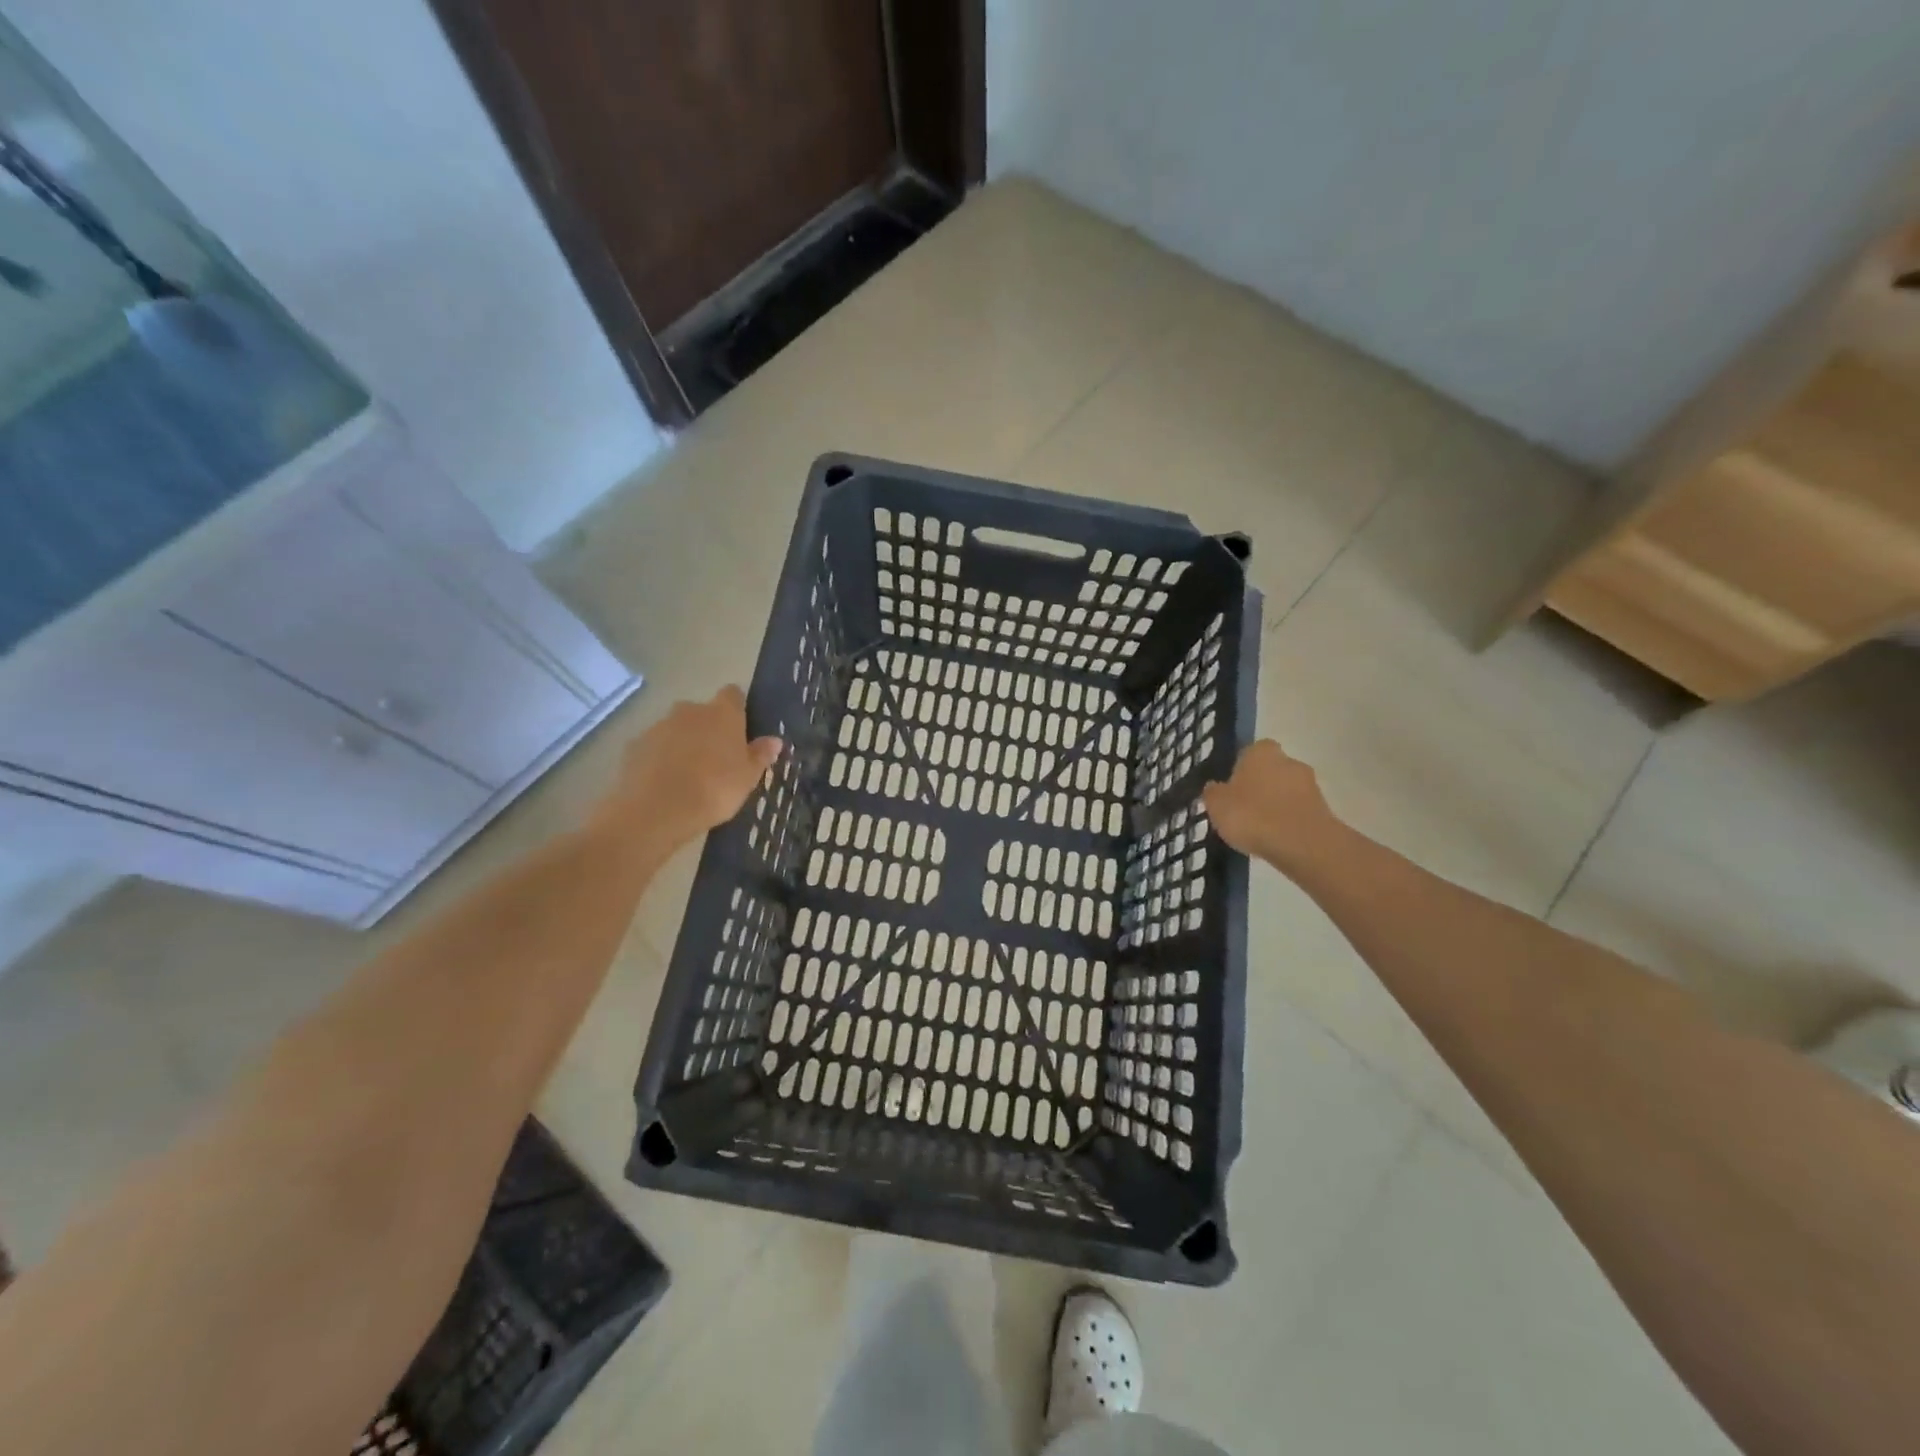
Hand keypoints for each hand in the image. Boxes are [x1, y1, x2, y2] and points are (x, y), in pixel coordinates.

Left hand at [588, 687, 782, 859]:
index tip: (740, 728)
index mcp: (722, 714)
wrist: (656, 810)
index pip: (733, 694)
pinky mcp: (634, 745)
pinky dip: (660, 758)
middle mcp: (690, 711)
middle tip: (716, 759)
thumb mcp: (748, 777)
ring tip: (689, 775)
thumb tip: (775, 740)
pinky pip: (654, 747)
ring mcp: (658, 726)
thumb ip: (760, 755)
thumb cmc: (714, 789)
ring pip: (676, 729)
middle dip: (708, 729)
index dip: (737, 708)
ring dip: (683, 743)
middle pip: (702, 712)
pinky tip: (664, 783)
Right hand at [1201, 739, 1338, 868]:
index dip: (1238, 770)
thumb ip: (1213, 793)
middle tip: (1243, 810)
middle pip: (1270, 770)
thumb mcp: (1217, 805)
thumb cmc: (1252, 815)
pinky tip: (1276, 839)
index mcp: (1260, 752)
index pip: (1248, 752)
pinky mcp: (1323, 809)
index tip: (1230, 790)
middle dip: (1259, 786)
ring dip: (1275, 804)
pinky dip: (1288, 821)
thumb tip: (1214, 787)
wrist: (1302, 844)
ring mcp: (1310, 784)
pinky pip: (1298, 811)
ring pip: (1285, 791)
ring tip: (1259, 829)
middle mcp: (1288, 760)